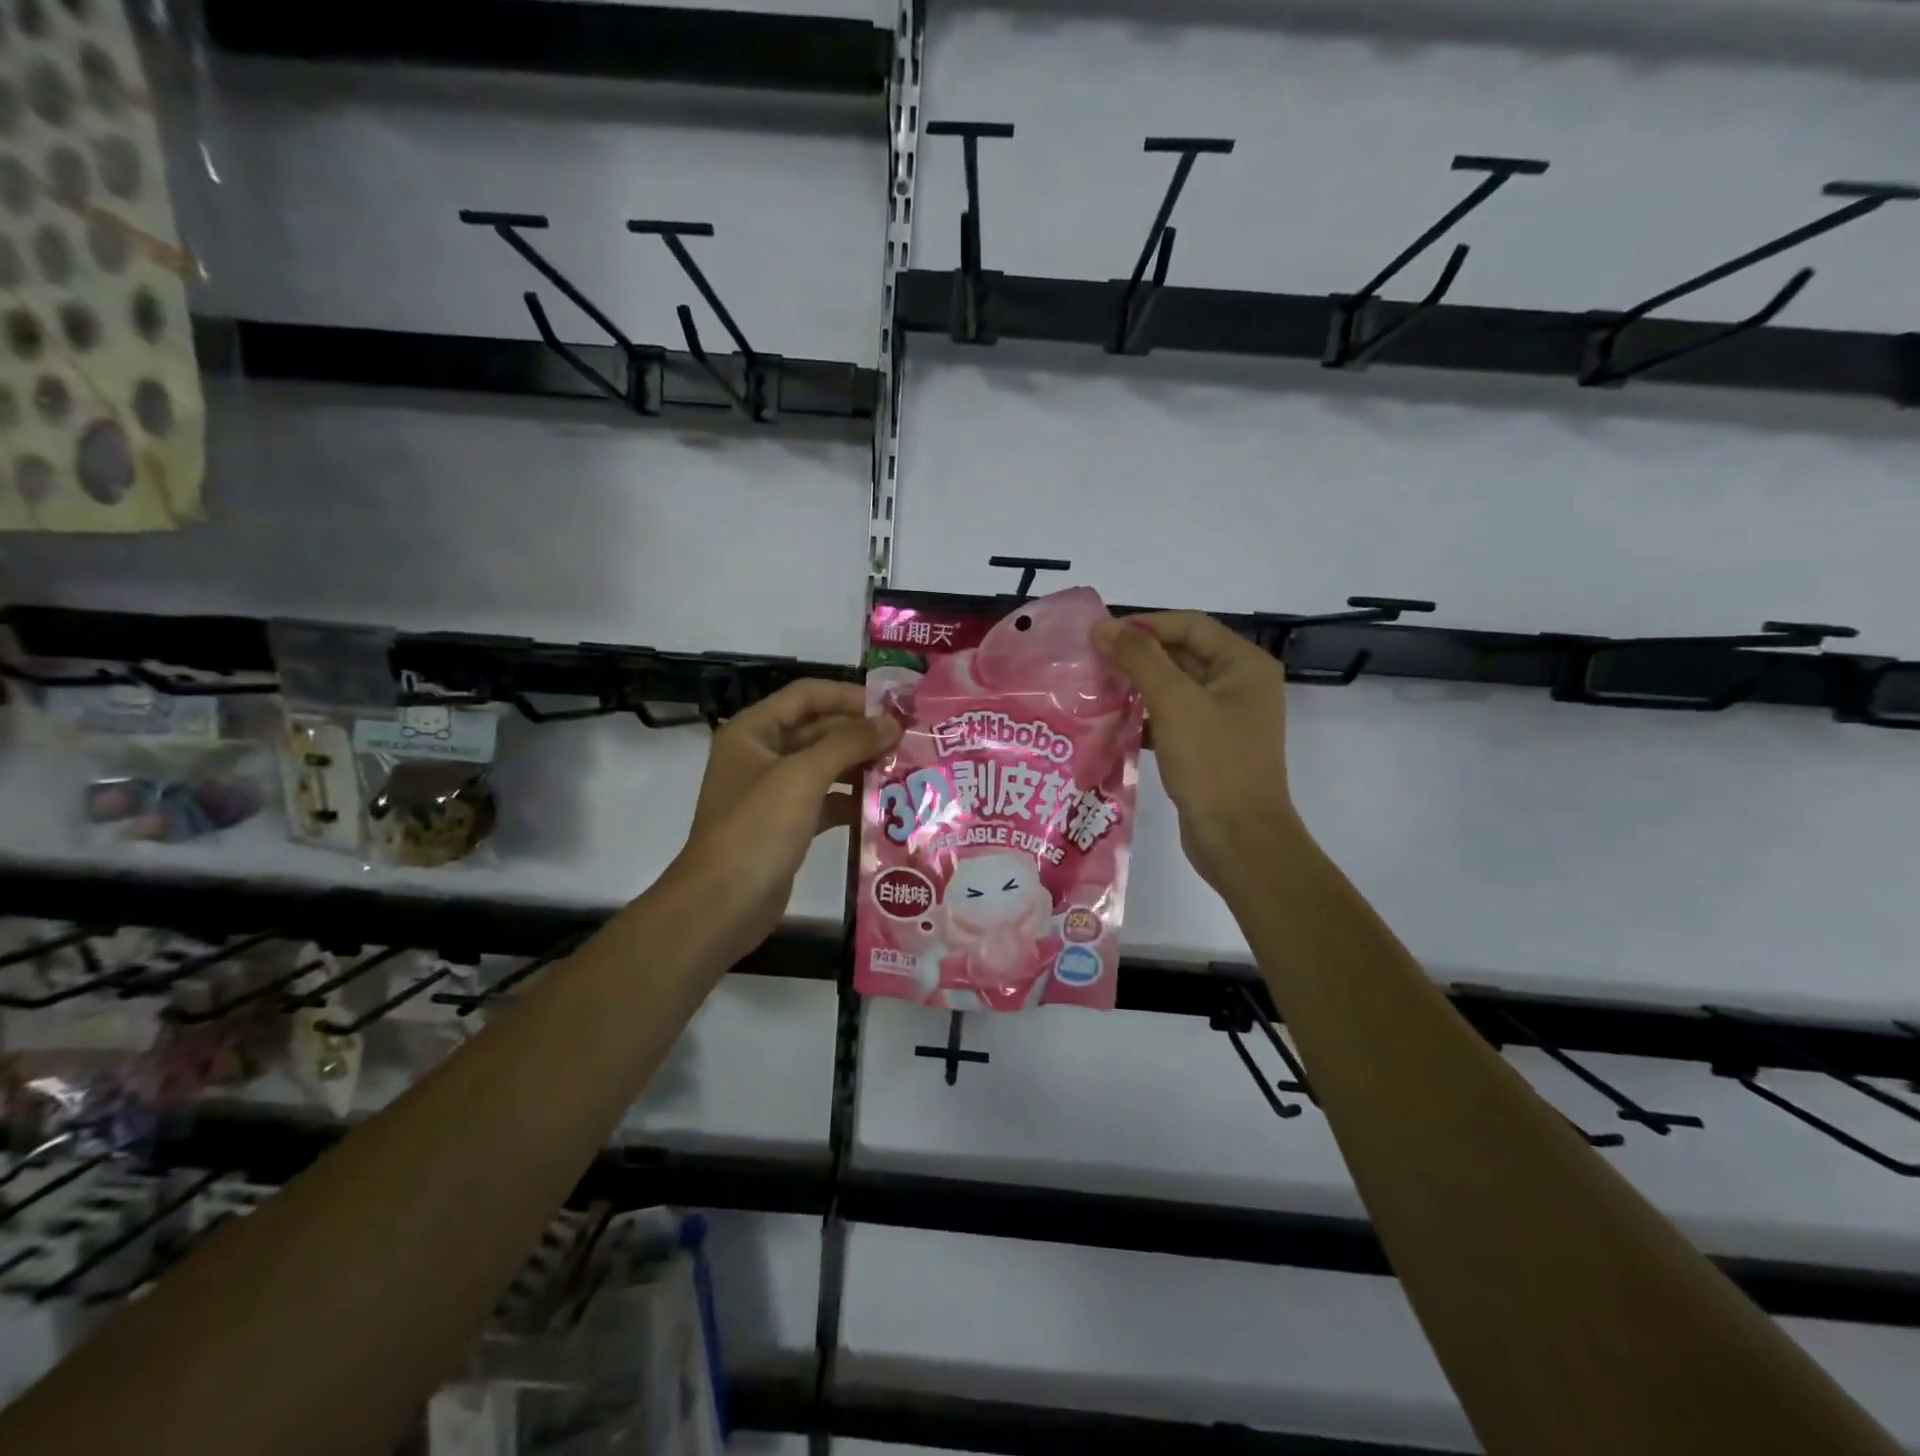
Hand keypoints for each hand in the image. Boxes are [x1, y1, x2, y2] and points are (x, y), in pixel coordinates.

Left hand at [666, 680, 899, 967]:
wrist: (722, 906)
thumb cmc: (756, 830)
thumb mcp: (802, 777)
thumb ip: (848, 743)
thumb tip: (892, 723)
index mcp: (754, 732)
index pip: (807, 695)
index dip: (849, 696)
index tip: (893, 707)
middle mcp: (762, 755)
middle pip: (819, 730)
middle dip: (862, 734)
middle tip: (909, 741)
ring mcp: (774, 792)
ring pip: (826, 767)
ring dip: (862, 768)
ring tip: (906, 771)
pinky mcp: (788, 825)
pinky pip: (826, 802)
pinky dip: (853, 802)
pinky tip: (887, 809)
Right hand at [1093, 613, 1297, 890]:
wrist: (1238, 838)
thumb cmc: (1212, 762)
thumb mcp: (1174, 702)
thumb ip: (1139, 658)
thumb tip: (1104, 627)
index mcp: (1244, 665)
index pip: (1190, 625)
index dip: (1145, 624)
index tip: (1101, 633)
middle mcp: (1240, 686)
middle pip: (1182, 654)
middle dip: (1138, 655)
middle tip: (1092, 659)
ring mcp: (1225, 719)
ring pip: (1174, 688)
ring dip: (1137, 685)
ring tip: (1096, 687)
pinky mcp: (1209, 747)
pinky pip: (1173, 718)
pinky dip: (1145, 716)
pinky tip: (1112, 721)